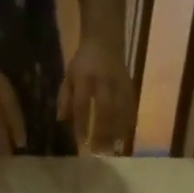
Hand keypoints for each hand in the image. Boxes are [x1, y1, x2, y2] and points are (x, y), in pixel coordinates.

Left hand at [56, 38, 132, 152]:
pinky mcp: (130, 86)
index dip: (82, 124)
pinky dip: (129, 123)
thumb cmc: (84, 62)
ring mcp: (119, 84)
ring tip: (114, 149)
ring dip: (118, 131)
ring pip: (121, 110)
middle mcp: (103, 82)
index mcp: (84, 78)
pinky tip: (126, 137)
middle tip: (100, 152)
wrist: (105, 40)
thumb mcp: (69, 75)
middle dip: (103, 132)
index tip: (82, 143)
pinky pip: (131, 107)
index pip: (83, 104)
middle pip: (105, 110)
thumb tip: (61, 120)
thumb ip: (65, 97)